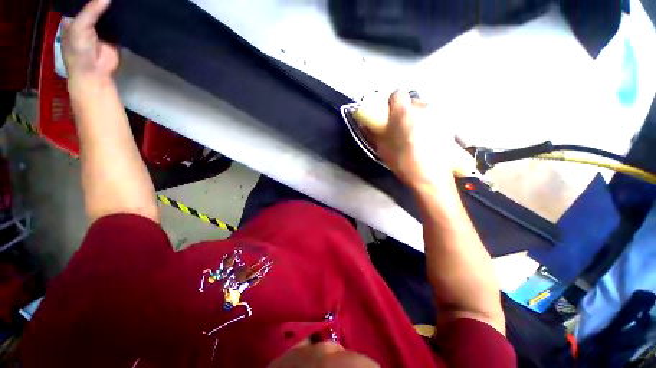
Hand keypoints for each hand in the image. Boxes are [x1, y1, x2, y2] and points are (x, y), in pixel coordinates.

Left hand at [62, 0, 117, 90]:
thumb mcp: (80, 26)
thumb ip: (92, 10)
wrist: (95, 72)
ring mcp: (101, 29)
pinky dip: (123, 19)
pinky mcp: (114, 36)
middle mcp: (87, 21)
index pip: (83, 1)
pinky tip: (129, 12)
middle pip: (96, 6)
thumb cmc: (79, 50)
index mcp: (74, 17)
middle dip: (104, 1)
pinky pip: (119, 24)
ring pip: (108, 14)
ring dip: (115, 9)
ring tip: (125, 0)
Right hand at [373, 91, 474, 188]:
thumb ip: (374, 134)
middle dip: (405, 110)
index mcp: (404, 113)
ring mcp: (438, 116)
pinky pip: (434, 118)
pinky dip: (428, 124)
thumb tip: (366, 126)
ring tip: (414, 134)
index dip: (392, 101)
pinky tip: (427, 139)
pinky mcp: (448, 125)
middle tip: (400, 126)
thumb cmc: (403, 162)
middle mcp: (423, 109)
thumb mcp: (383, 149)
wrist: (431, 177)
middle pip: (412, 101)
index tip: (389, 113)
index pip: (398, 93)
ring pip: (424, 109)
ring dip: (417, 116)